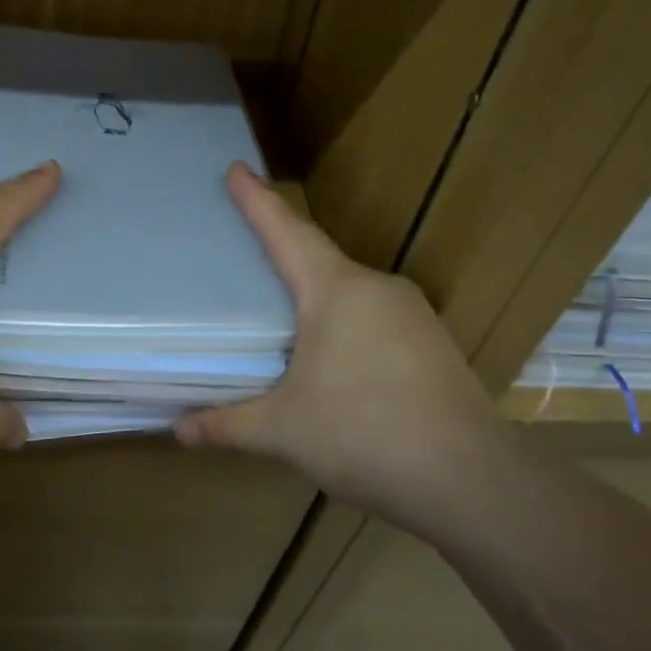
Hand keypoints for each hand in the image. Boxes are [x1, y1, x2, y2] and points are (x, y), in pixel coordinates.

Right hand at [176, 164, 504, 529]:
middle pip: (319, 257)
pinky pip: (373, 316)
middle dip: (283, 248)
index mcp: (337, 292)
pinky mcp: (431, 345)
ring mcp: (413, 316)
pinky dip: (342, 320)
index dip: (258, 201)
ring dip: (314, 291)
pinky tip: (329, 352)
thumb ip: (227, 425)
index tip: (237, 168)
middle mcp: (378, 290)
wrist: (471, 481)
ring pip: (349, 289)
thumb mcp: (283, 431)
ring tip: (282, 306)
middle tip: (246, 246)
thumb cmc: (364, 436)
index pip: (287, 233)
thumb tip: (178, 431)